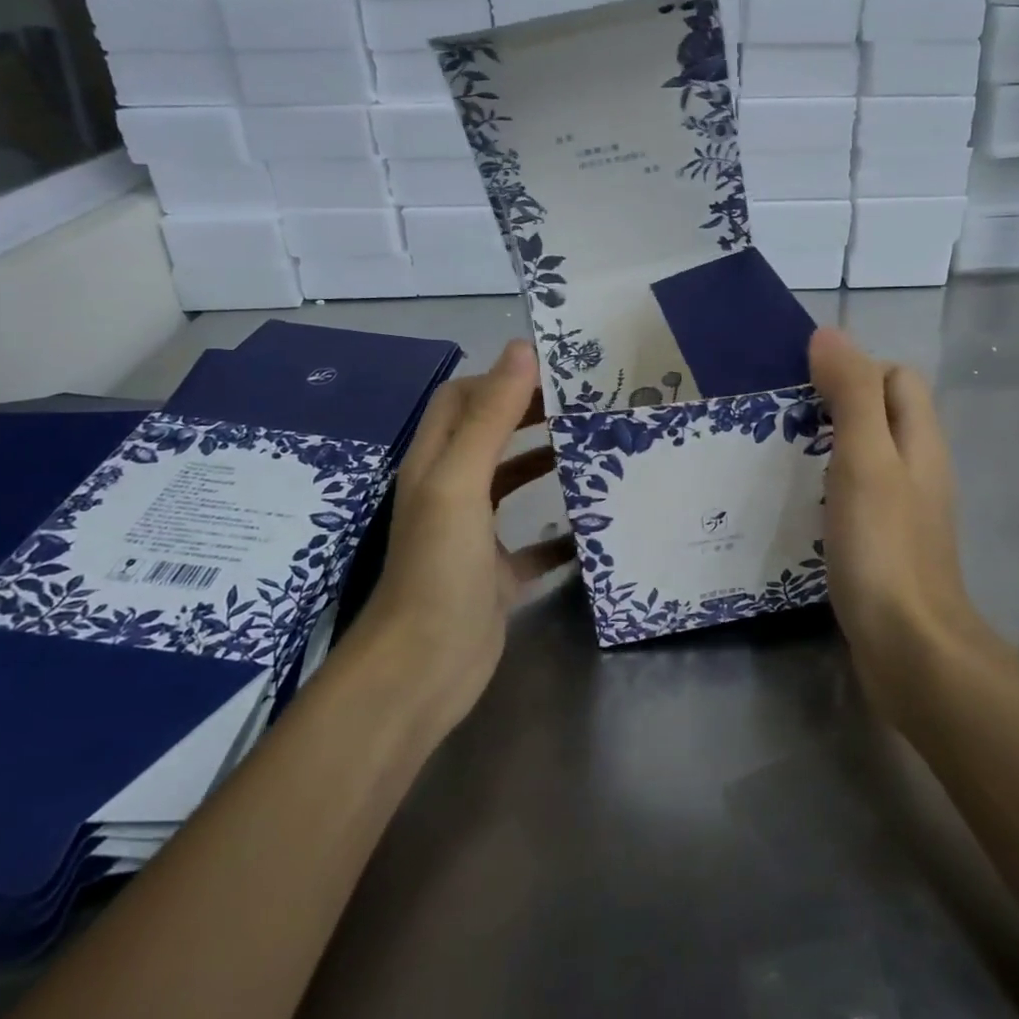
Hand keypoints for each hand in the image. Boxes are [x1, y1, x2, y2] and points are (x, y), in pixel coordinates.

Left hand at [348, 340, 571, 725]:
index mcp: (436, 463)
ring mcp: (473, 536)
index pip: (463, 399)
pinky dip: (560, 532)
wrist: (424, 669)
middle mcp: (451, 492)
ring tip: (594, 450)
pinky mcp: (497, 575)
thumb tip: (522, 349)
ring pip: (512, 485)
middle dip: (531, 415)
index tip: (555, 373)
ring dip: (546, 464)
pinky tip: (593, 527)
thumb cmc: (439, 566)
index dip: (500, 379)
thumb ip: (490, 417)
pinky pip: (534, 545)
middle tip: (585, 405)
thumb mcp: (461, 482)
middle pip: (490, 436)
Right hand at [808, 328, 995, 723]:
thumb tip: (830, 334)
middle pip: (883, 413)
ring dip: (829, 445)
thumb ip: (851, 395)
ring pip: (869, 454)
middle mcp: (919, 468)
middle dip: (836, 404)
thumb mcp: (864, 459)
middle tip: (784, 422)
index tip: (806, 387)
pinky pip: (858, 494)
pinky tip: (799, 504)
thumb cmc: (884, 546)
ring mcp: (905, 509)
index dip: (856, 369)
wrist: (910, 647)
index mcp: (920, 440)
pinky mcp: (887, 543)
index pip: (897, 377)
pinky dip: (830, 485)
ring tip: (781, 457)